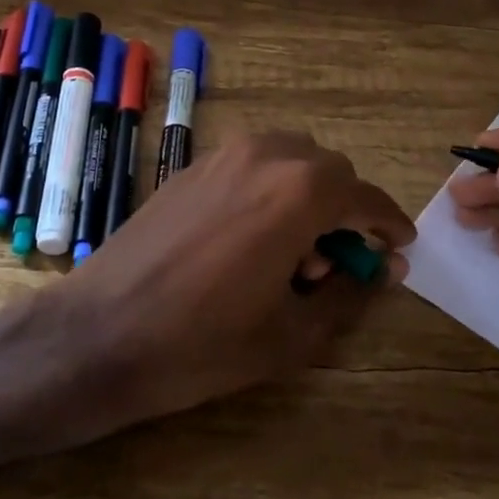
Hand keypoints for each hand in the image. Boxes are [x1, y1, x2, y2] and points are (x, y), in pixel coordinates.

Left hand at [57, 131, 415, 428]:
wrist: (99, 334)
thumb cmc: (204, 343)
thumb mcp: (293, 333)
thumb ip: (350, 292)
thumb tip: (382, 269)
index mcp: (298, 190)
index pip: (365, 195)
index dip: (388, 222)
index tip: (399, 247)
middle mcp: (263, 155)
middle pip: (328, 170)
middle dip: (345, 210)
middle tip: (336, 263)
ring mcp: (220, 156)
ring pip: (287, 160)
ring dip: (306, 195)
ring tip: (291, 253)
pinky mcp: (188, 168)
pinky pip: (249, 165)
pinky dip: (269, 190)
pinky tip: (250, 241)